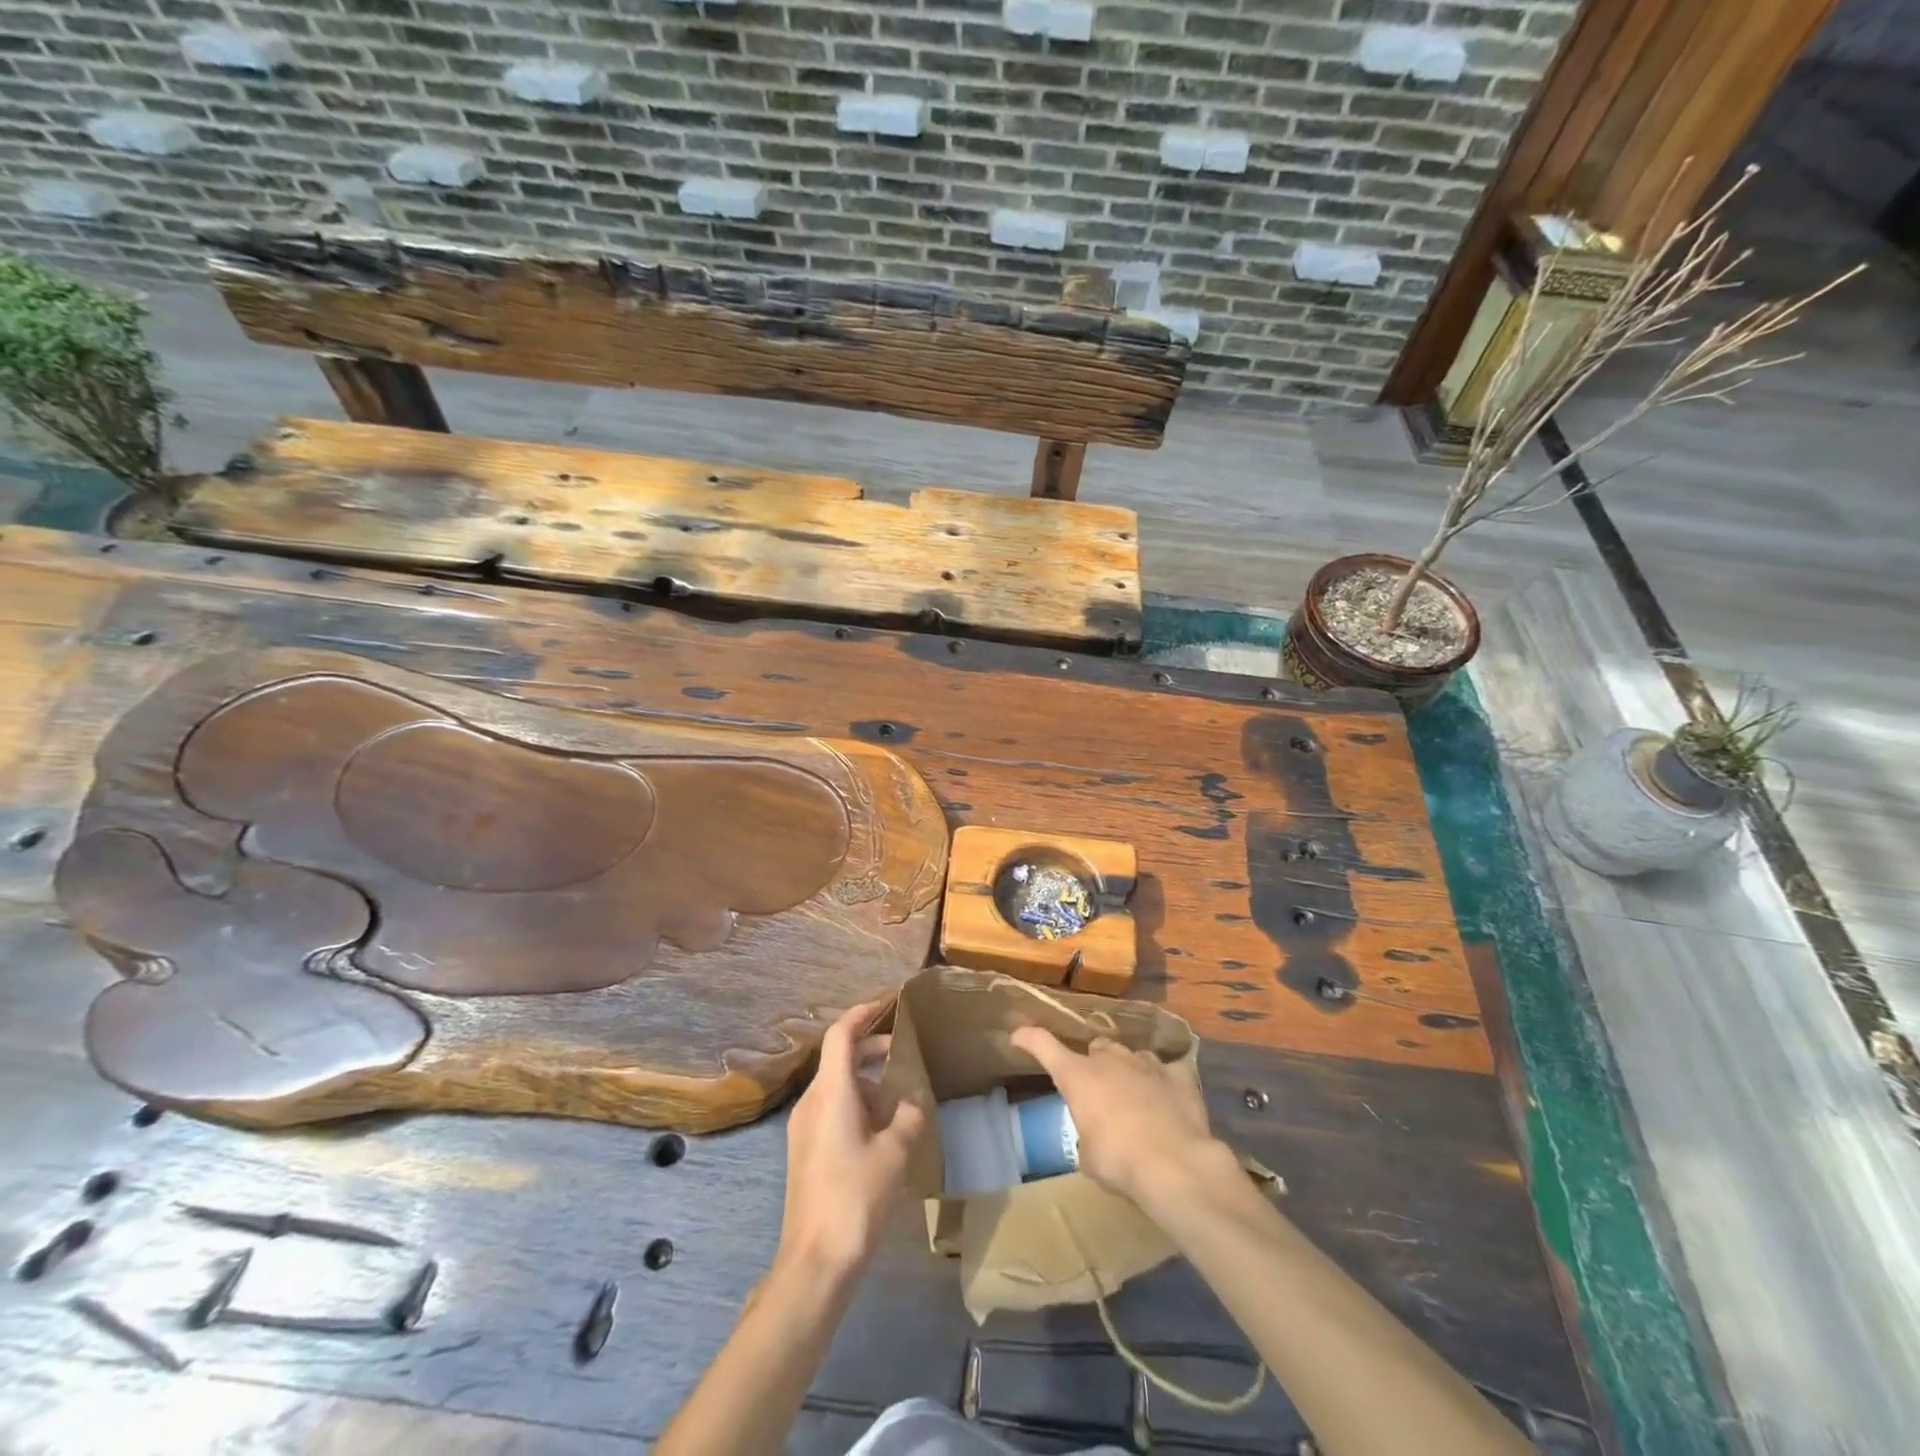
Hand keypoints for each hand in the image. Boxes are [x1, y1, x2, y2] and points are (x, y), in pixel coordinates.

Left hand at [775, 1000, 927, 1287]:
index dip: (862, 1013)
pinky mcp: (805, 1151)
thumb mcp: (895, 1154)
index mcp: (831, 1092)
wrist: (815, 1262)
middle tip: (905, 1053)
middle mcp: (812, 1101)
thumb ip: (909, 1117)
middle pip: (839, 1058)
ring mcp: (804, 1128)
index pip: (841, 1034)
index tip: (887, 1003)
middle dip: (872, 1050)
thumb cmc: (856, 1198)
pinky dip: (858, 1105)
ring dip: (868, 1083)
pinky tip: (883, 1131)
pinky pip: (832, 1110)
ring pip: (837, 1086)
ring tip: (902, 1099)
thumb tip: (914, 1101)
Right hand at [1009, 1026, 1228, 1208]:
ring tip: (1134, 1097)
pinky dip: (1164, 1083)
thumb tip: (1095, 1138)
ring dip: (1127, 1071)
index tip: (1017, 1036)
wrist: (1174, 1164)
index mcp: (1078, 1075)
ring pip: (1131, 1055)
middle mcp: (1109, 1059)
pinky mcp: (1177, 1075)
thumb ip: (1086, 1136)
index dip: (1028, 1039)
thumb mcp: (1088, 1157)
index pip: (1043, 1045)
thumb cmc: (1118, 1160)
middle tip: (1098, 1091)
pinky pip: (1167, 1071)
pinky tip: (1169, 1100)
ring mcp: (1146, 1062)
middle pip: (1096, 1048)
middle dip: (1094, 1064)